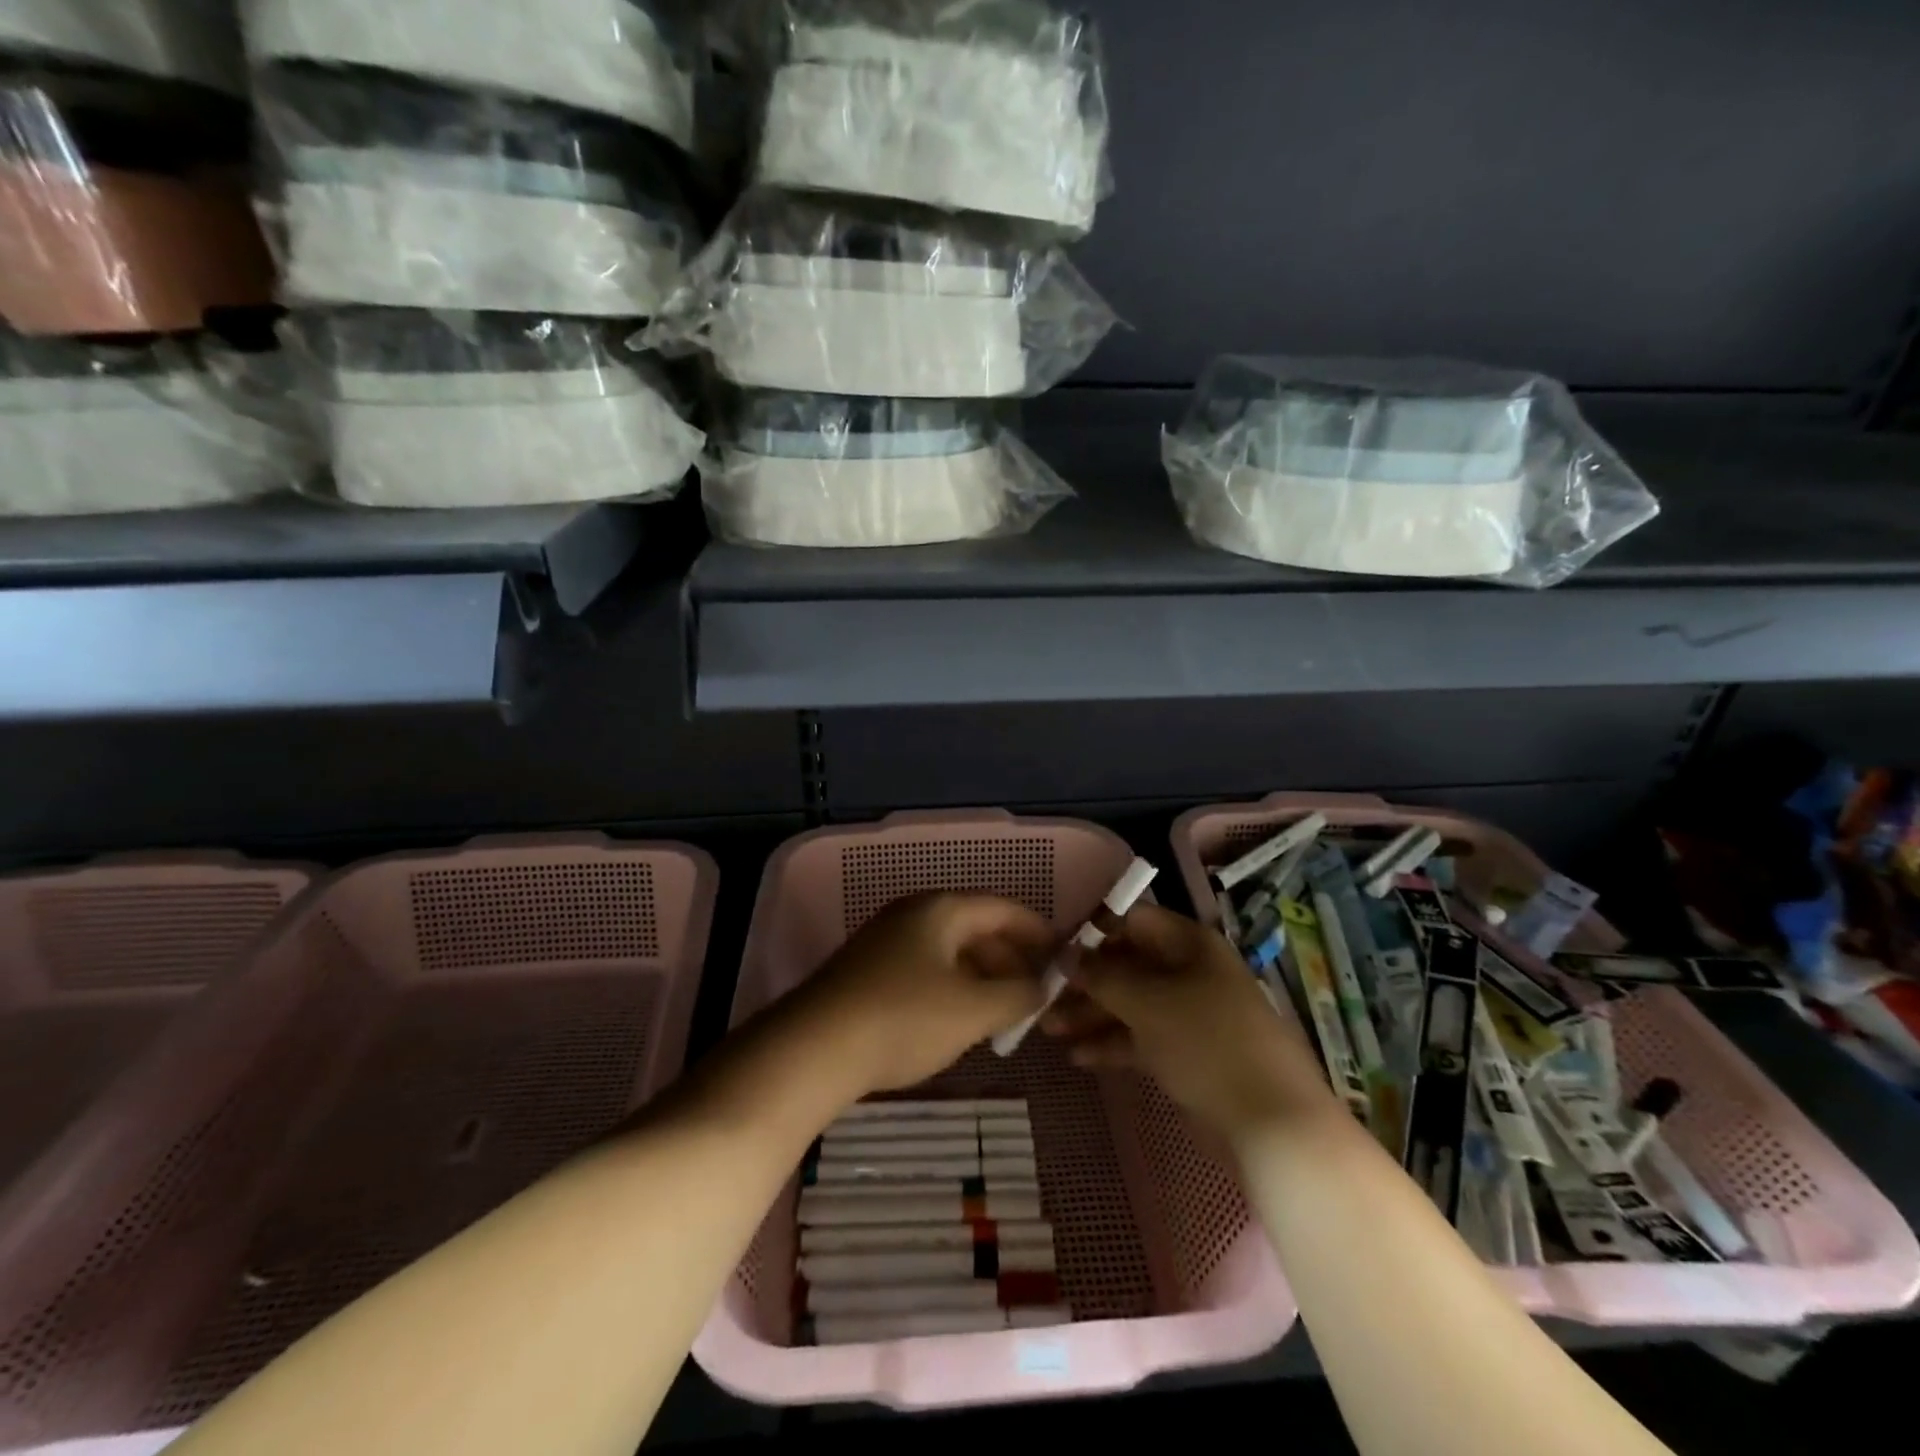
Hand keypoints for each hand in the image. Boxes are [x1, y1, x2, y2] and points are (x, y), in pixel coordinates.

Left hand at [792, 892, 1056, 1095]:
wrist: (814, 1048)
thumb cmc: (905, 1018)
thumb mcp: (974, 1009)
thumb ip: (1018, 994)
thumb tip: (1041, 986)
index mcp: (941, 908)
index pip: (1003, 909)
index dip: (1038, 932)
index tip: (1064, 958)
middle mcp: (913, 913)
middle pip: (976, 929)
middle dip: (1009, 962)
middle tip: (1034, 998)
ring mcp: (885, 940)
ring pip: (949, 953)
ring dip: (980, 980)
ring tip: (1001, 1018)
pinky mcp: (867, 970)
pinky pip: (924, 970)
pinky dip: (951, 990)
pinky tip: (956, 1024)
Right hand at [1042, 903, 1335, 1139]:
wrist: (1273, 1122)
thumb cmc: (1207, 1043)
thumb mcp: (1148, 1003)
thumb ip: (1103, 976)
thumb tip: (1068, 955)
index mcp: (1190, 944)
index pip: (1134, 921)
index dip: (1094, 930)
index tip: (1055, 948)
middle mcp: (1191, 972)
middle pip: (1129, 965)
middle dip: (1086, 981)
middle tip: (1043, 997)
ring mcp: (1192, 1014)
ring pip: (1132, 1004)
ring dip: (1091, 1015)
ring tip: (1048, 1031)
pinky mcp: (1191, 1054)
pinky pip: (1144, 1038)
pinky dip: (1113, 1044)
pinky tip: (1079, 1057)